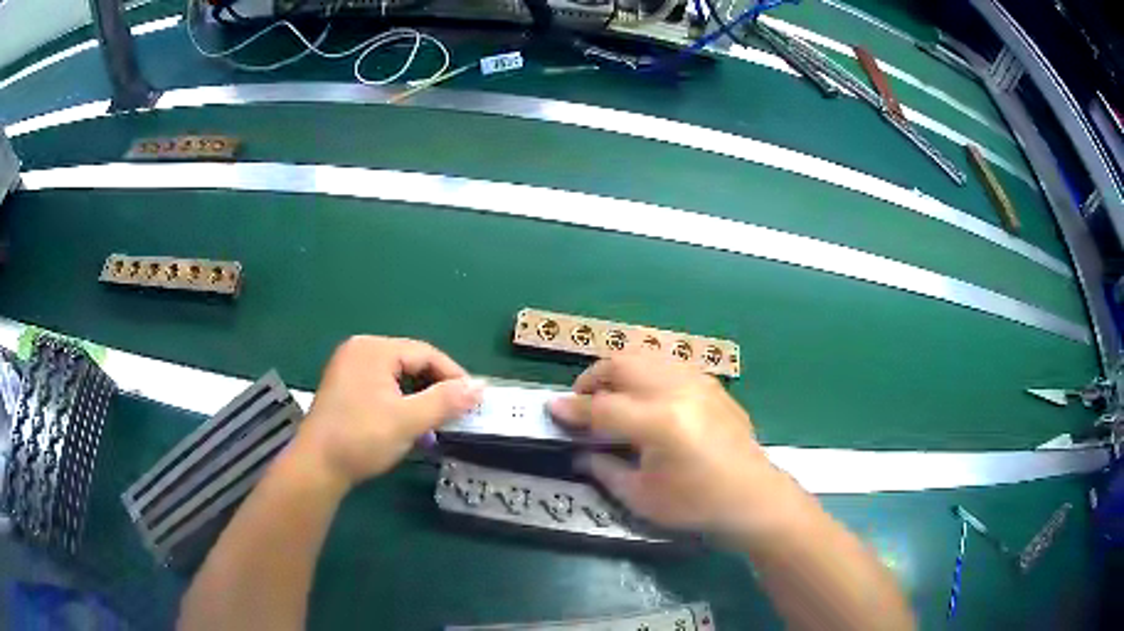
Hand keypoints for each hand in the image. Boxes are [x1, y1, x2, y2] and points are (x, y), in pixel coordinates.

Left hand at [294, 336, 484, 488]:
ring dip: (420, 400)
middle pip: (411, 363)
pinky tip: (410, 427)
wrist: (317, 467)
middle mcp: (360, 351)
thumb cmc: (361, 438)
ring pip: (398, 378)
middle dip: (436, 389)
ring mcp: (349, 369)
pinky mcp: (345, 389)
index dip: (453, 375)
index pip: (425, 353)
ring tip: (435, 425)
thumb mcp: (408, 420)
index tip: (474, 400)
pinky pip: (383, 388)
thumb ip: (445, 401)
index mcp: (374, 349)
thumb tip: (481, 388)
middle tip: (456, 414)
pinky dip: (401, 405)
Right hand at [550, 355, 798, 537]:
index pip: (602, 406)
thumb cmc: (695, 506)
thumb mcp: (641, 498)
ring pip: (647, 355)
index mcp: (659, 423)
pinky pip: (670, 363)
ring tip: (611, 395)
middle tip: (582, 401)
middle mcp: (678, 391)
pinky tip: (646, 395)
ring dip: (620, 369)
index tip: (552, 409)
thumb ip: (604, 469)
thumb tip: (579, 450)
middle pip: (623, 363)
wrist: (753, 498)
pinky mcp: (712, 384)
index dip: (572, 408)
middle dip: (593, 377)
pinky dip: (647, 371)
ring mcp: (699, 383)